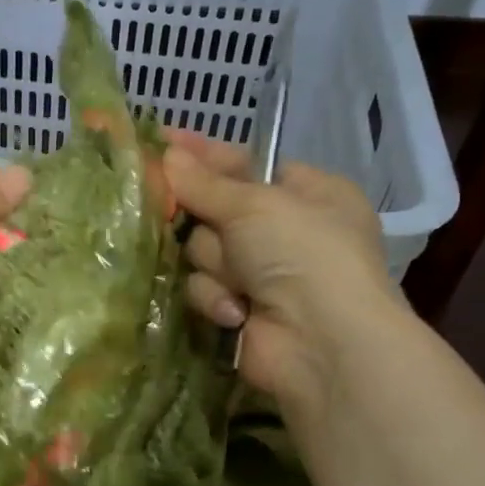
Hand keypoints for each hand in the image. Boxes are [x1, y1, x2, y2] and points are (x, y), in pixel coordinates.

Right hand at [163, 133, 402, 415]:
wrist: (322, 343)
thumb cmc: (302, 253)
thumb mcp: (254, 204)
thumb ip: (204, 183)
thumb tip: (167, 155)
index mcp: (306, 193)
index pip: (243, 163)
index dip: (204, 155)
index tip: (162, 142)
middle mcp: (285, 230)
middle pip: (215, 210)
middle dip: (206, 222)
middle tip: (181, 214)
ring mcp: (262, 273)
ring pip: (203, 252)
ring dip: (215, 265)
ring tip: (240, 280)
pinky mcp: (240, 309)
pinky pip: (205, 288)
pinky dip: (218, 298)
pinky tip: (237, 311)